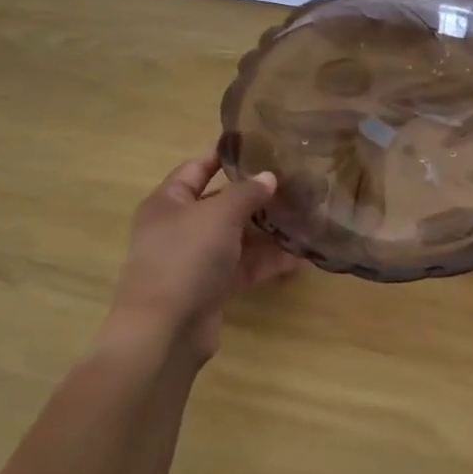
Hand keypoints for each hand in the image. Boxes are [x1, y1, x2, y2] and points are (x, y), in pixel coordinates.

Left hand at [100, 153, 301, 367]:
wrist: (165, 330)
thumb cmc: (185, 258)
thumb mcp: (219, 215)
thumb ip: (247, 192)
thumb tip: (269, 177)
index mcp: (168, 202)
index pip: (197, 168)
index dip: (225, 155)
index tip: (259, 143)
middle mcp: (179, 228)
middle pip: (223, 204)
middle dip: (258, 196)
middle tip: (296, 184)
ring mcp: (196, 260)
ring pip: (238, 237)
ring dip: (269, 231)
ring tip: (306, 219)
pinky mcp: (212, 288)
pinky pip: (245, 267)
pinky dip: (269, 262)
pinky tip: (300, 258)